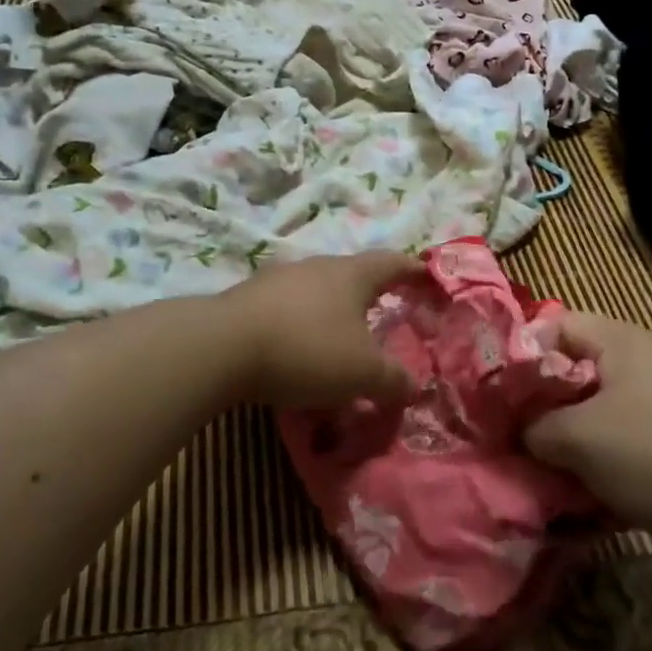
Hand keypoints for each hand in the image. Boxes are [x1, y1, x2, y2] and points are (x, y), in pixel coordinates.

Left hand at [222, 252, 421, 409]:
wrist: (223, 346)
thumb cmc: (308, 349)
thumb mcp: (363, 373)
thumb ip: (394, 381)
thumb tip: (414, 388)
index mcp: (352, 274)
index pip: (393, 262)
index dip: (414, 271)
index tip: (428, 277)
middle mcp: (318, 266)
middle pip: (354, 273)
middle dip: (372, 293)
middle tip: (386, 313)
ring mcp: (280, 279)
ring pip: (319, 290)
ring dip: (334, 311)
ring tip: (341, 338)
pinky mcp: (249, 298)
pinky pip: (289, 308)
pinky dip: (303, 325)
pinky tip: (298, 351)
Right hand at [526, 313, 651, 557]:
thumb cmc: (651, 455)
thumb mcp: (577, 439)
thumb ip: (536, 426)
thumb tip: (522, 429)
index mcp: (620, 340)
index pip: (555, 325)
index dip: (523, 353)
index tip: (502, 393)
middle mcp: (644, 357)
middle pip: (576, 366)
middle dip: (546, 400)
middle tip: (521, 432)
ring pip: (600, 404)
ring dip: (572, 431)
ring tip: (550, 464)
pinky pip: (626, 431)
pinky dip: (604, 451)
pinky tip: (590, 484)